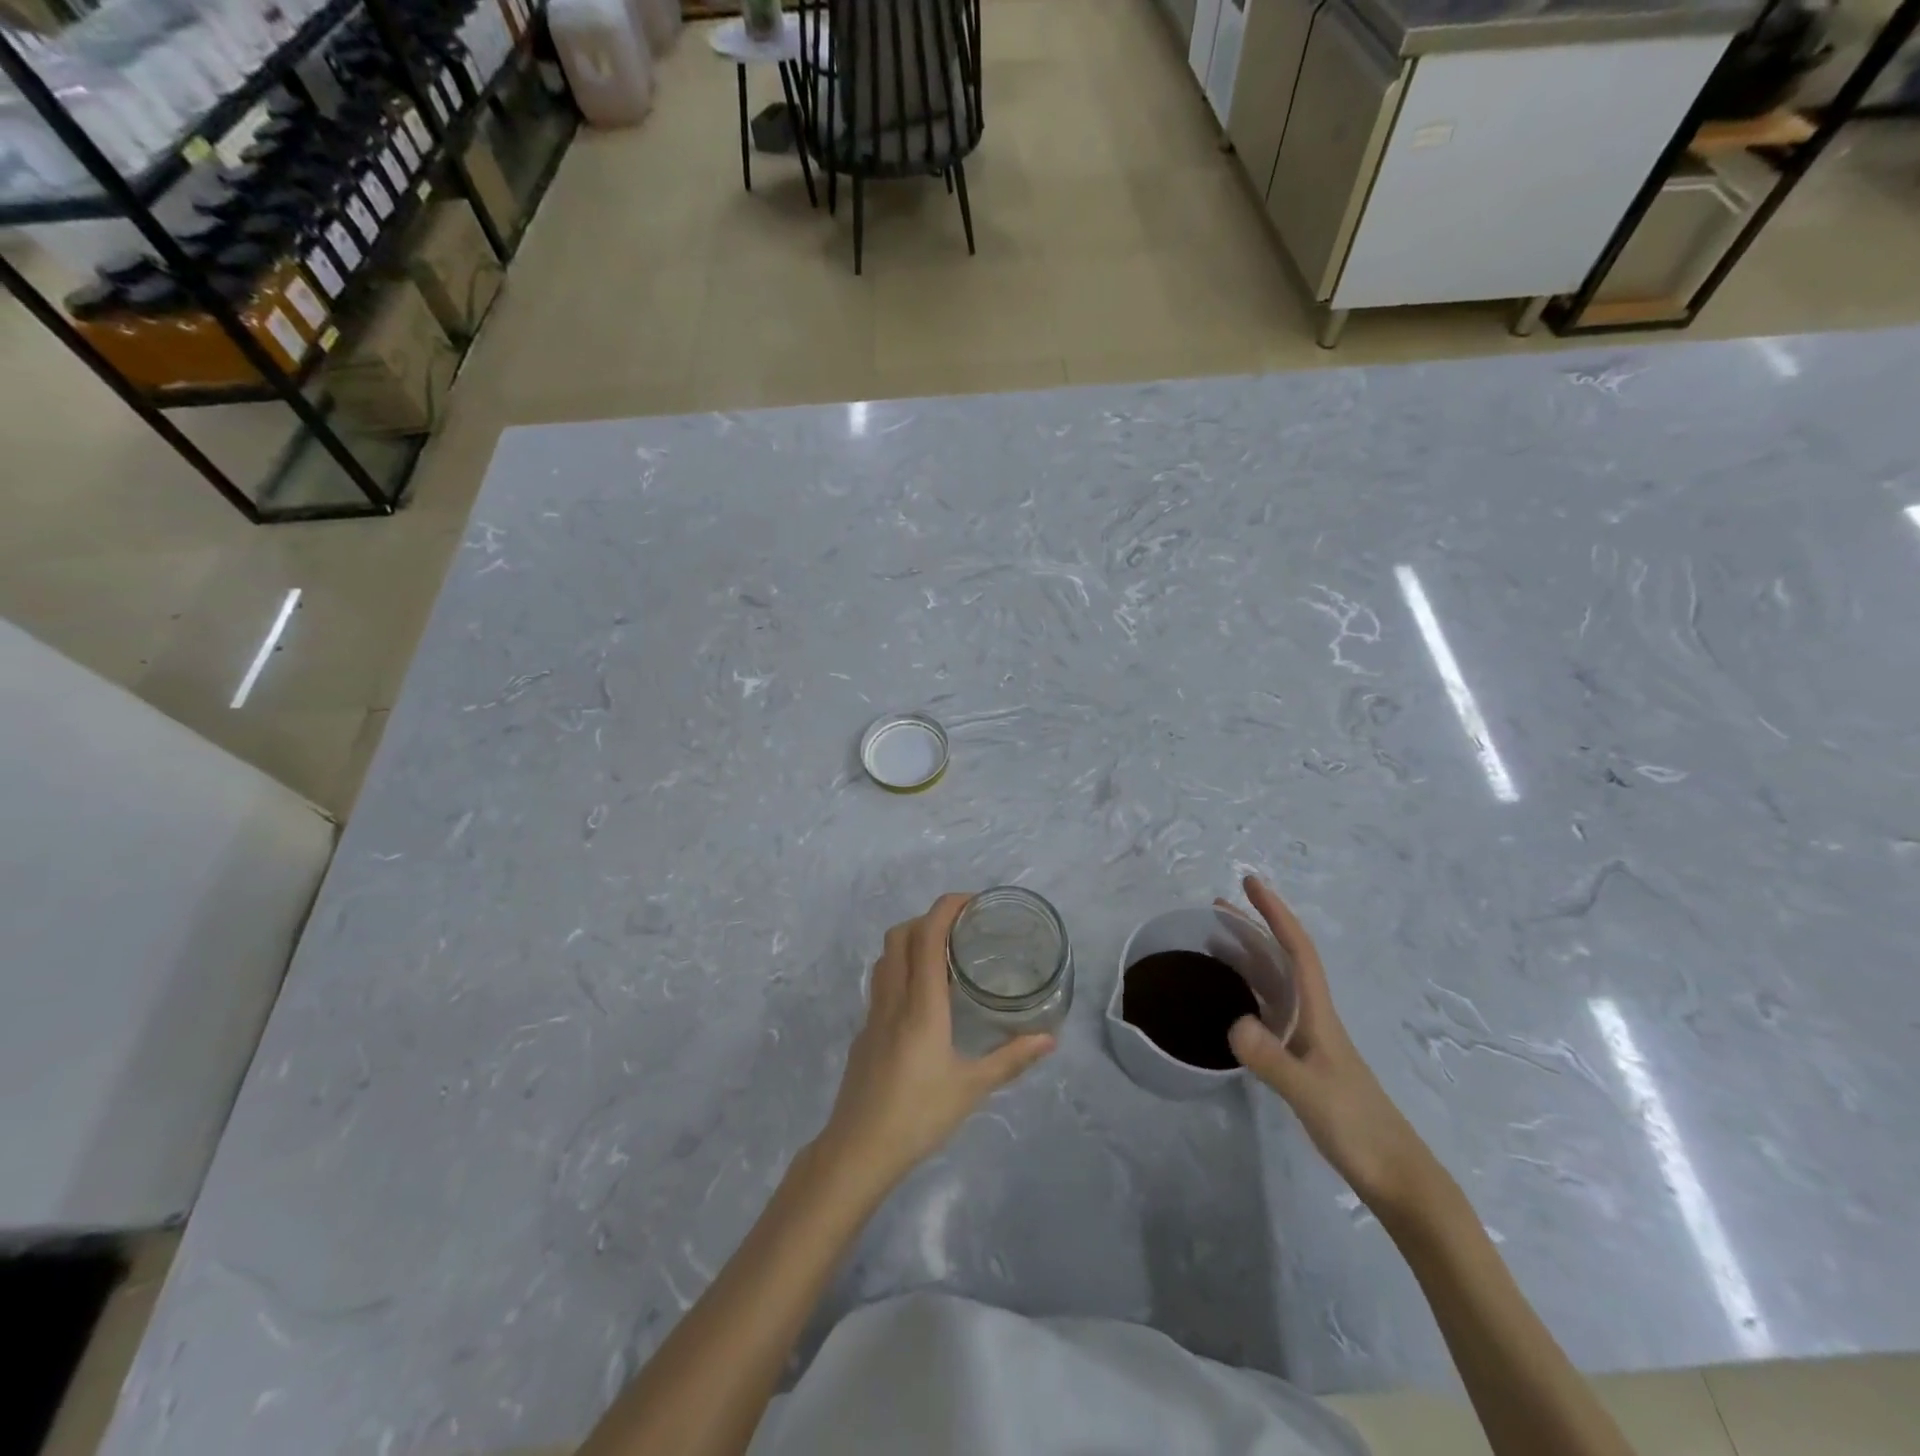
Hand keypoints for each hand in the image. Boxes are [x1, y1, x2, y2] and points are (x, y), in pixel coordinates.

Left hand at [817, 894, 1055, 1199]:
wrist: (858, 1149)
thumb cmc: (919, 1115)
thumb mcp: (972, 1087)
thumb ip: (1011, 1059)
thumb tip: (1050, 1039)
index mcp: (922, 1004)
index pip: (927, 936)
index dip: (946, 908)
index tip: (971, 901)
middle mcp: (894, 998)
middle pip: (900, 935)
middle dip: (928, 919)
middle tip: (961, 929)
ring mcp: (873, 1014)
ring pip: (886, 957)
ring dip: (910, 941)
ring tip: (942, 956)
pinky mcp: (864, 1032)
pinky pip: (881, 983)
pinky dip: (901, 970)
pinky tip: (922, 999)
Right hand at [1221, 876, 1434, 1215]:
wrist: (1397, 1177)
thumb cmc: (1358, 1129)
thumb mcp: (1310, 1093)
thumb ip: (1272, 1060)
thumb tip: (1233, 1022)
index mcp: (1319, 1014)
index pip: (1297, 951)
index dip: (1275, 914)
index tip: (1250, 883)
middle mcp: (1313, 1018)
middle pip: (1282, 960)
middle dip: (1254, 928)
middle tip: (1217, 907)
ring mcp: (1309, 1040)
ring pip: (1275, 985)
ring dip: (1249, 958)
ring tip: (1214, 944)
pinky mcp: (1302, 1062)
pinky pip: (1269, 1012)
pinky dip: (1248, 994)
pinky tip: (1230, 1003)